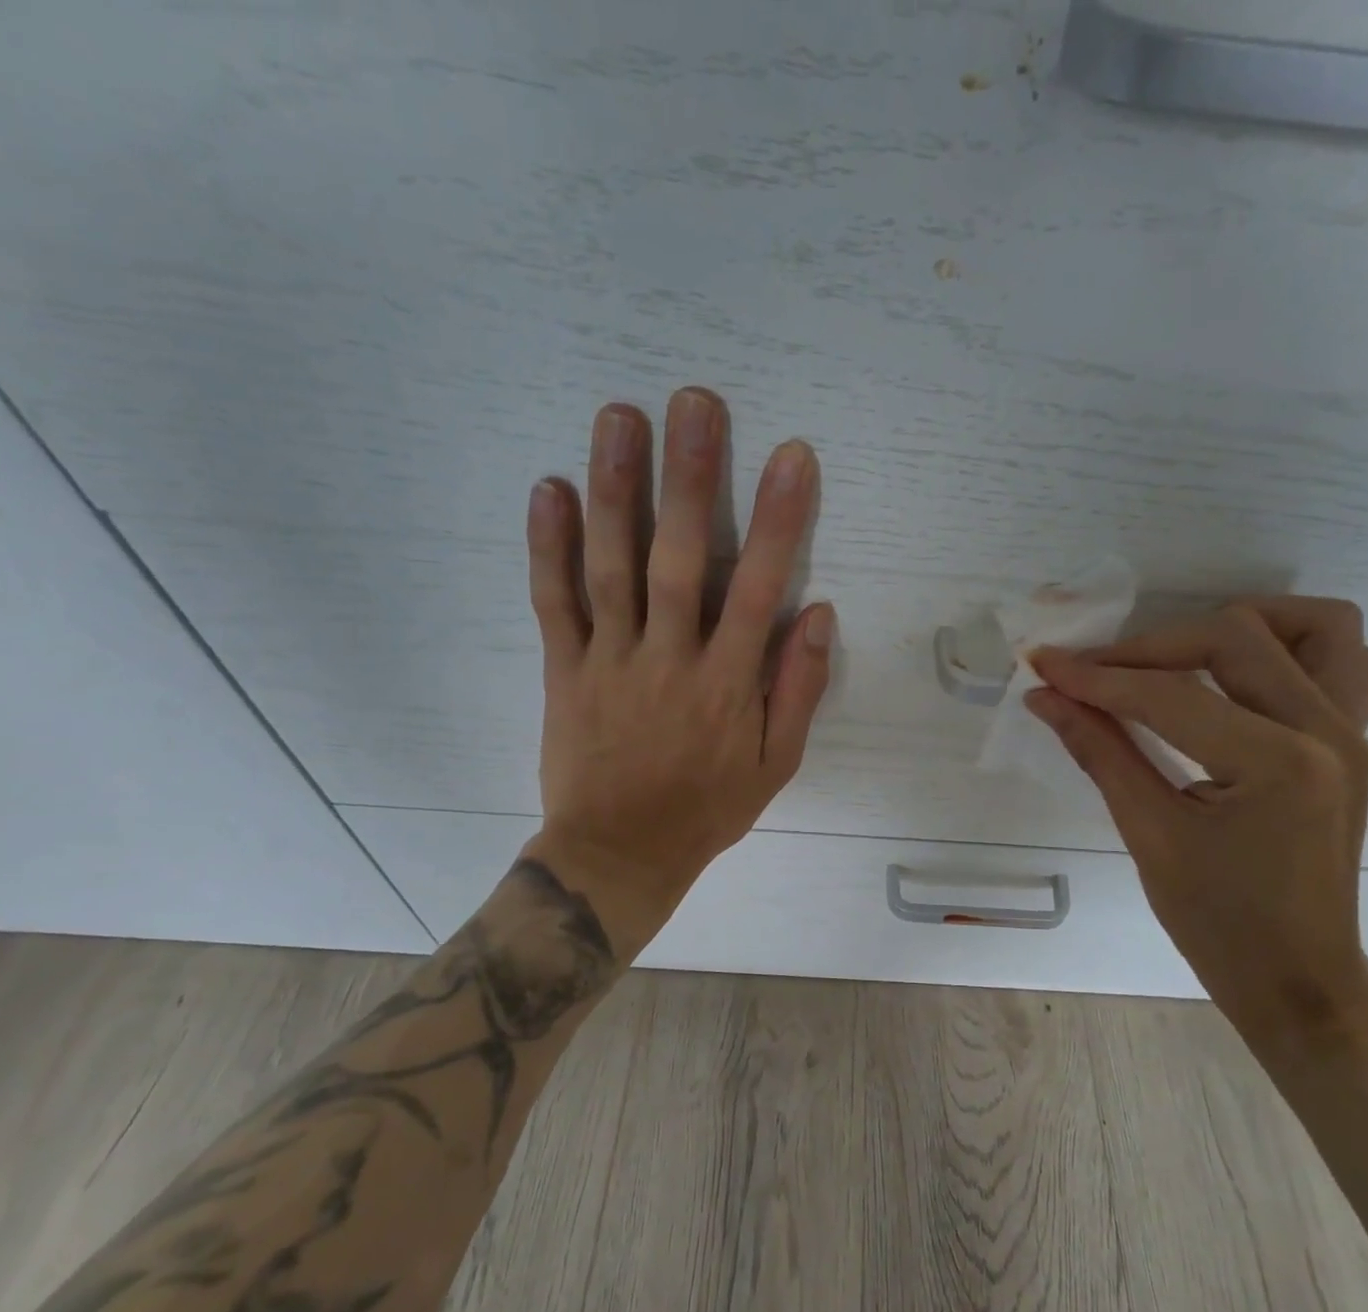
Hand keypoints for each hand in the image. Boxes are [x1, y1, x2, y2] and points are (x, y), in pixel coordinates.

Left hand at [521, 387, 834, 959]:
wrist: (619, 854)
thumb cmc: (707, 809)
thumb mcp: (775, 765)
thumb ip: (798, 690)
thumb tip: (819, 614)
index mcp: (727, 683)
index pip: (756, 588)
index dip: (777, 520)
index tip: (791, 456)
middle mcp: (669, 659)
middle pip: (678, 558)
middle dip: (690, 478)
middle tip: (694, 401)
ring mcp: (610, 660)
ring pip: (611, 566)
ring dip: (616, 489)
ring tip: (620, 417)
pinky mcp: (563, 670)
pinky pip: (553, 603)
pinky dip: (548, 547)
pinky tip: (550, 488)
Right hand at [1027, 598, 1367, 1056]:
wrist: (1299, 980)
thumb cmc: (1218, 924)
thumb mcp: (1149, 836)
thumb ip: (1099, 751)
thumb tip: (1045, 697)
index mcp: (1277, 765)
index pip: (1169, 694)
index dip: (1097, 677)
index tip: (1043, 664)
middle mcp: (1328, 732)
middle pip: (1235, 637)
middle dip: (1149, 647)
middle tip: (1093, 673)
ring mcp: (1354, 733)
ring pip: (1318, 627)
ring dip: (1241, 626)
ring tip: (1179, 654)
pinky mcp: (1354, 742)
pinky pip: (1345, 662)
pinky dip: (1289, 649)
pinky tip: (1237, 678)